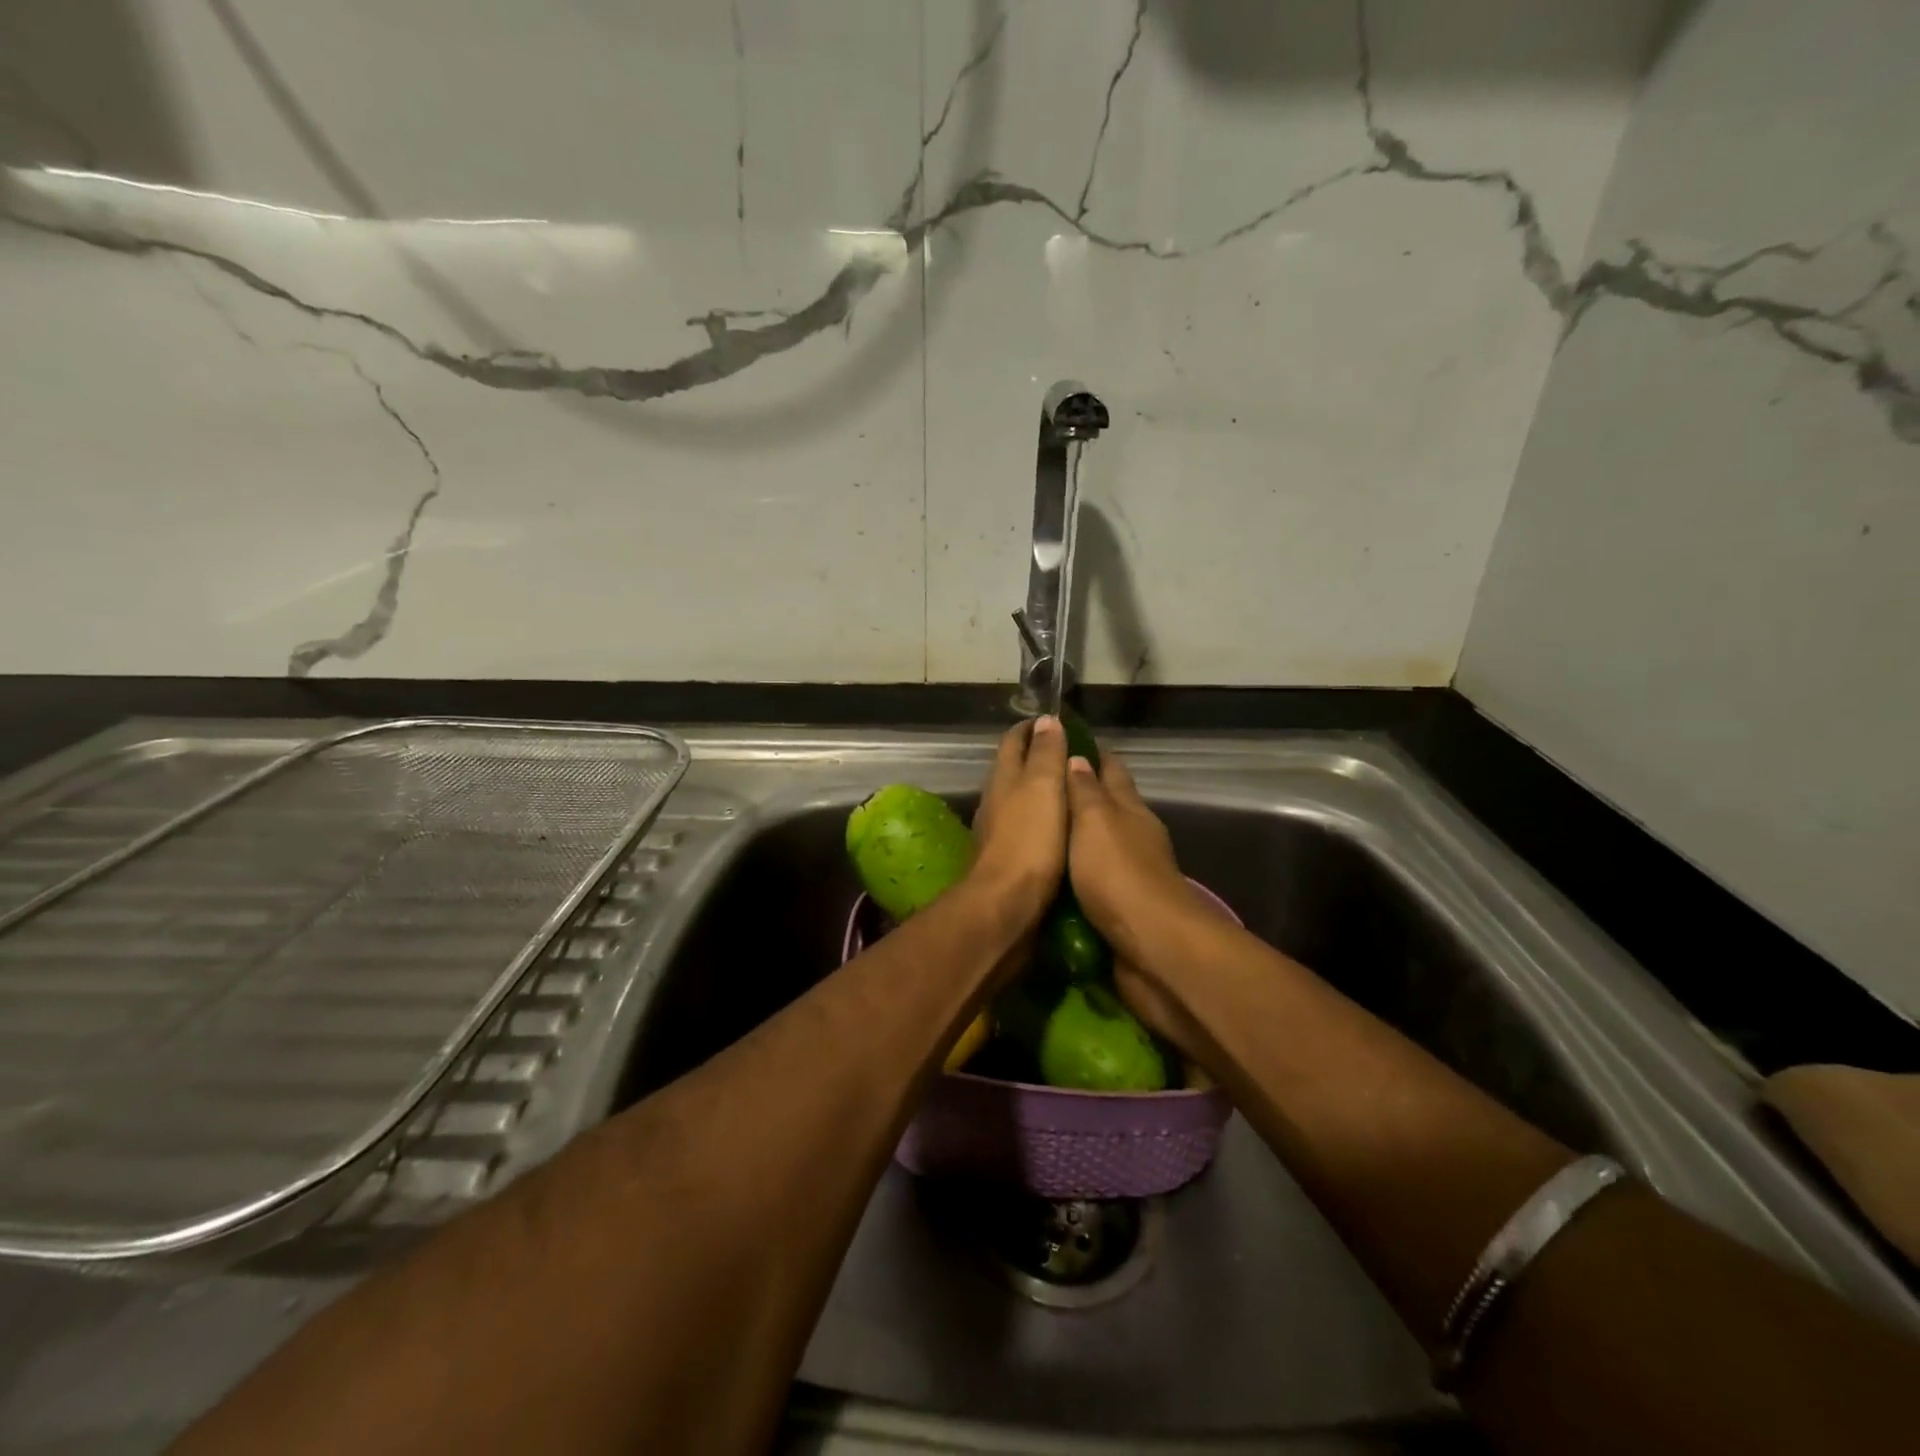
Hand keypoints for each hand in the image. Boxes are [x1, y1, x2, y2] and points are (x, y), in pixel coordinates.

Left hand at [968, 716, 1068, 927]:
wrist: (1006, 905)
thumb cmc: (1029, 841)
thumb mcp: (1043, 788)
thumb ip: (1046, 755)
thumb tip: (1046, 721)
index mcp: (1003, 778)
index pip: (1014, 741)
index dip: (1033, 728)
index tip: (1057, 722)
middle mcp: (995, 800)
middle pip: (1013, 768)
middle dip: (1037, 756)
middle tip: (1072, 754)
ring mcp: (997, 830)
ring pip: (1018, 799)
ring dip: (1039, 789)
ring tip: (1071, 789)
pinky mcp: (1006, 858)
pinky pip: (1025, 827)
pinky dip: (1042, 818)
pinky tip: (1060, 828)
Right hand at [1065, 748, 1223, 1069]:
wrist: (1150, 945)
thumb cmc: (1118, 873)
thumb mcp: (1095, 821)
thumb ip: (1085, 791)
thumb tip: (1079, 757)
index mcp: (1130, 809)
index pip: (1112, 770)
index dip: (1093, 754)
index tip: (1068, 739)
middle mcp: (1134, 836)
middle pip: (1108, 806)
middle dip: (1081, 794)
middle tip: (1042, 786)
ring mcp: (1131, 873)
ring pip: (1100, 845)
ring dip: (1077, 837)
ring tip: (1041, 830)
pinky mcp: (1122, 907)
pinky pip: (1093, 881)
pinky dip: (1076, 873)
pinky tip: (1053, 875)